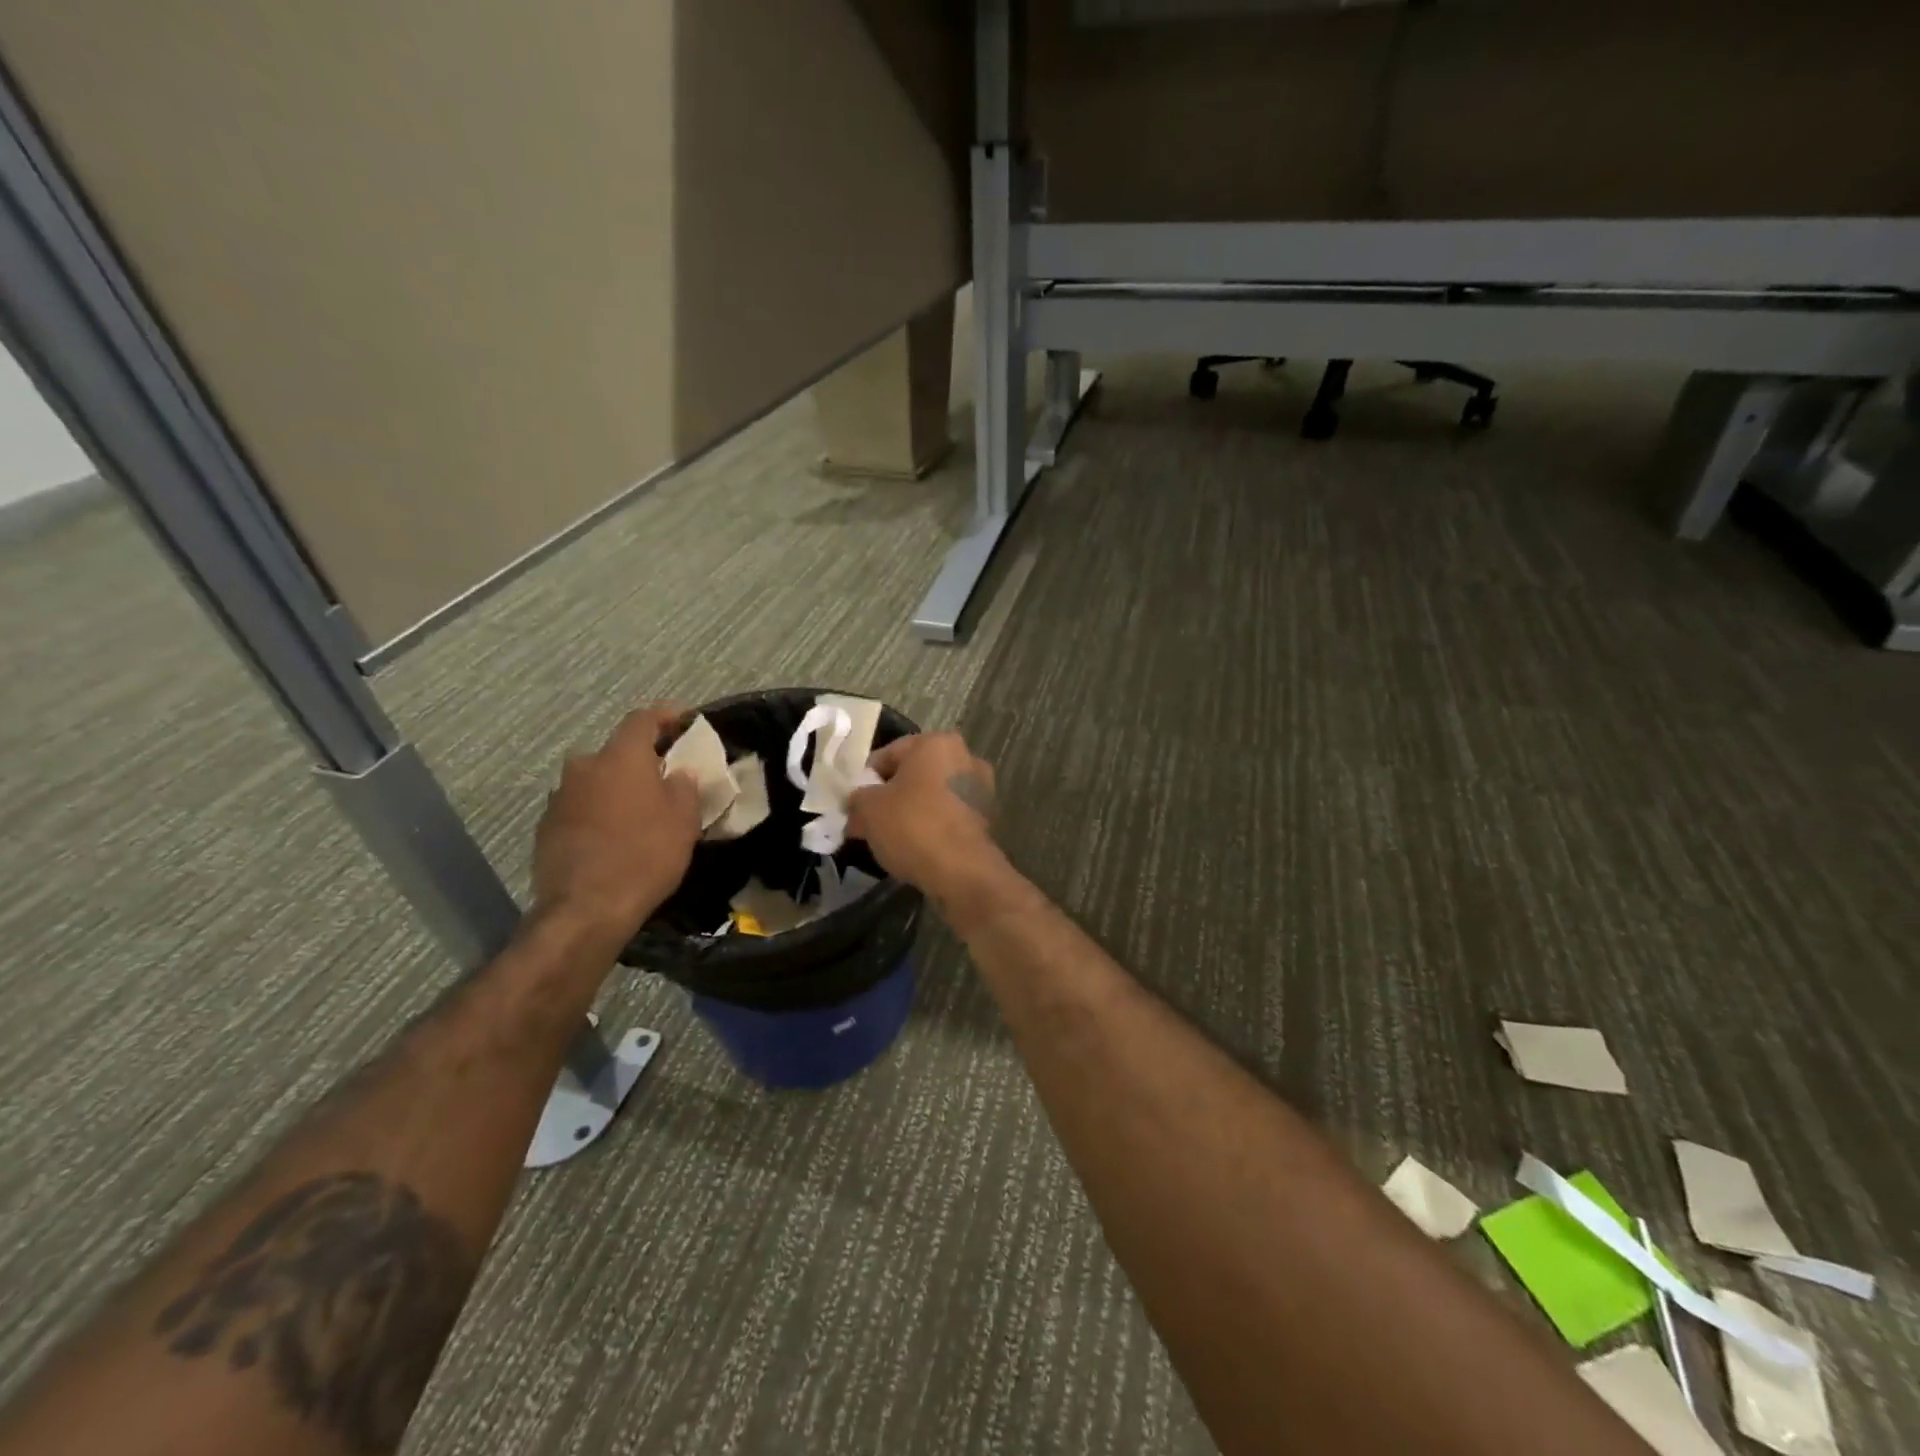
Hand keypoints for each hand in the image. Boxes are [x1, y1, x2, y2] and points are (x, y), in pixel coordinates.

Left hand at [531, 703, 700, 939]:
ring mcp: (560, 796)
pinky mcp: (546, 826)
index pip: (643, 719)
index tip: (685, 721)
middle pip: (616, 751)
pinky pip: (580, 807)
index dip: (666, 716)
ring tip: (638, 810)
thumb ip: (684, 787)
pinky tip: (613, 836)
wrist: (585, 909)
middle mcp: (585, 766)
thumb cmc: (645, 856)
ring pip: (596, 780)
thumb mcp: (684, 820)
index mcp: (621, 757)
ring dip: (616, 787)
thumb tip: (677, 774)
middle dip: (641, 759)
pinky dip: (598, 812)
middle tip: (663, 777)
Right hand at [847, 731, 998, 894]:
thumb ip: (857, 800)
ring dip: (913, 811)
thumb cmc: (913, 826)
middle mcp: (965, 756)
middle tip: (870, 822)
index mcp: (936, 743)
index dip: (866, 780)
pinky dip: (934, 826)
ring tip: (892, 838)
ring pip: (933, 796)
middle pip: (914, 774)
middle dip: (891, 796)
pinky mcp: (988, 817)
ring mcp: (981, 788)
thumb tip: (856, 805)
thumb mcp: (868, 810)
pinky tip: (918, 847)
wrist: (962, 871)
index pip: (888, 754)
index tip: (854, 805)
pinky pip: (950, 816)